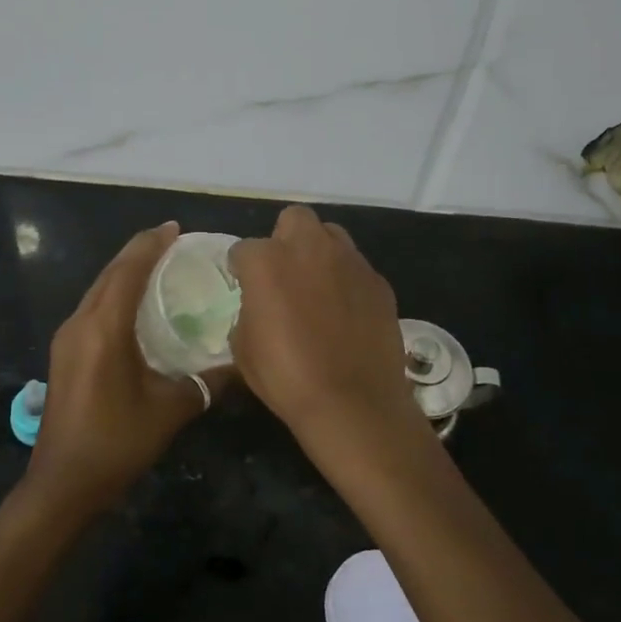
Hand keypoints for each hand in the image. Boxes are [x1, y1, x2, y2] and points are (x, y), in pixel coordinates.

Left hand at [27, 221, 229, 520]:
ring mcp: (67, 337)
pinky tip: (136, 305)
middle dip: (139, 252)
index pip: (128, 270)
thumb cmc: (117, 442)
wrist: (63, 483)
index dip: (151, 245)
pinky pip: (93, 307)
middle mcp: (80, 322)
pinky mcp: (65, 353)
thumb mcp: (170, 410)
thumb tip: (239, 363)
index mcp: (104, 328)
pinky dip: (115, 294)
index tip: (176, 228)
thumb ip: (206, 382)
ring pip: (98, 289)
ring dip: (125, 272)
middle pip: (110, 273)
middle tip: (173, 241)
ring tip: (158, 265)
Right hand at [228, 206, 421, 443]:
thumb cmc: (286, 377)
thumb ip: (248, 311)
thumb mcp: (243, 347)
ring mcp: (349, 261)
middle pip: (294, 219)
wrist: (353, 403)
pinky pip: (356, 268)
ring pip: (331, 235)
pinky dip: (347, 281)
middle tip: (284, 273)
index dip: (242, 269)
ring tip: (317, 286)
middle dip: (285, 239)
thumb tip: (259, 306)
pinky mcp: (378, 281)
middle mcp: (309, 248)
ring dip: (319, 252)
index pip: (243, 249)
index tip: (244, 288)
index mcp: (267, 261)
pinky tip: (346, 312)